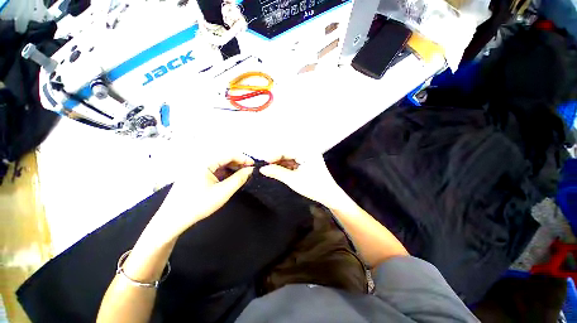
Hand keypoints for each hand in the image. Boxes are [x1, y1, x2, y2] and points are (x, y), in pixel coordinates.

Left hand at [148, 153, 253, 241]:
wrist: (172, 220)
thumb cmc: (199, 205)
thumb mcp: (223, 192)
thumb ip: (239, 179)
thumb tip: (250, 170)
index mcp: (204, 162)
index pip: (229, 155)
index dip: (243, 159)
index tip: (254, 165)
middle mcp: (199, 162)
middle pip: (223, 158)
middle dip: (238, 164)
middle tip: (249, 172)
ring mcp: (196, 169)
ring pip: (219, 165)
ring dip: (231, 169)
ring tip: (242, 176)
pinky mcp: (195, 175)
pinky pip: (213, 170)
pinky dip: (223, 173)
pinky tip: (230, 179)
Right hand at [259, 154, 346, 208]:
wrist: (329, 196)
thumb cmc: (313, 187)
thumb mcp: (293, 180)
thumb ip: (277, 172)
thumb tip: (262, 169)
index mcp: (306, 152)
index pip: (285, 150)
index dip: (273, 156)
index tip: (263, 163)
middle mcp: (307, 151)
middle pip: (287, 153)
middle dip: (276, 160)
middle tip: (265, 166)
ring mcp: (308, 157)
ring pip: (290, 158)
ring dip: (280, 163)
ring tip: (269, 169)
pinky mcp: (307, 162)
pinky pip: (294, 162)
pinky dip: (286, 166)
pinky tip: (278, 170)